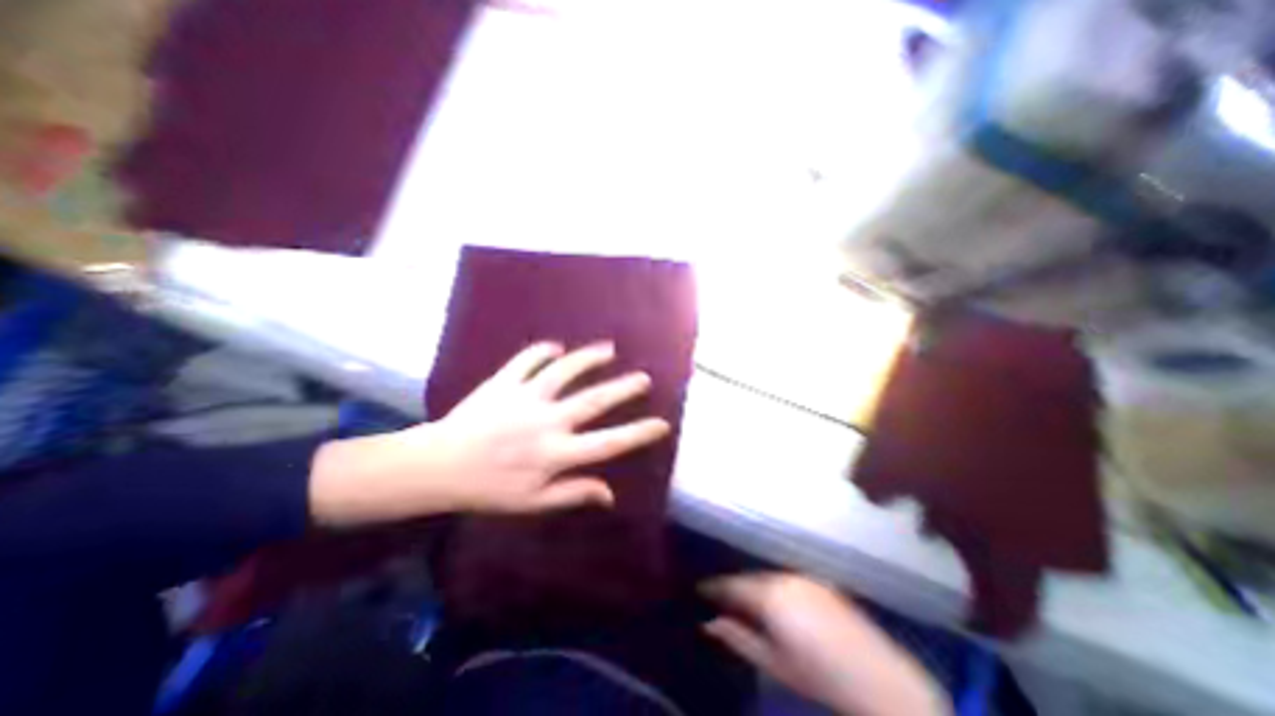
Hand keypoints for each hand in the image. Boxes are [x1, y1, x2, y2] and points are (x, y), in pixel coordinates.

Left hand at [310, 342, 670, 526]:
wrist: (437, 466)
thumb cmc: (487, 490)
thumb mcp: (532, 503)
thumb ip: (573, 494)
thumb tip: (610, 495)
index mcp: (555, 454)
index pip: (608, 443)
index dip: (638, 433)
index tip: (661, 424)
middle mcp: (547, 422)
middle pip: (594, 400)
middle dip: (624, 388)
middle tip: (644, 378)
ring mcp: (525, 397)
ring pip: (565, 370)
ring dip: (589, 358)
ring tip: (608, 349)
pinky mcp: (504, 382)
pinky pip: (528, 359)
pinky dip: (543, 350)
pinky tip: (555, 348)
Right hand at [696, 574, 944, 714]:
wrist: (879, 679)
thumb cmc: (818, 676)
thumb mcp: (773, 662)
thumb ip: (738, 638)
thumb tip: (709, 623)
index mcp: (769, 595)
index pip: (732, 585)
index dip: (713, 587)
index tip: (699, 590)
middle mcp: (783, 577)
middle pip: (749, 577)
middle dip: (733, 586)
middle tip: (719, 598)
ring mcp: (804, 577)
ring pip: (767, 576)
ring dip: (753, 585)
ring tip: (743, 600)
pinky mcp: (819, 582)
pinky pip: (786, 578)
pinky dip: (773, 586)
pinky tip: (774, 601)